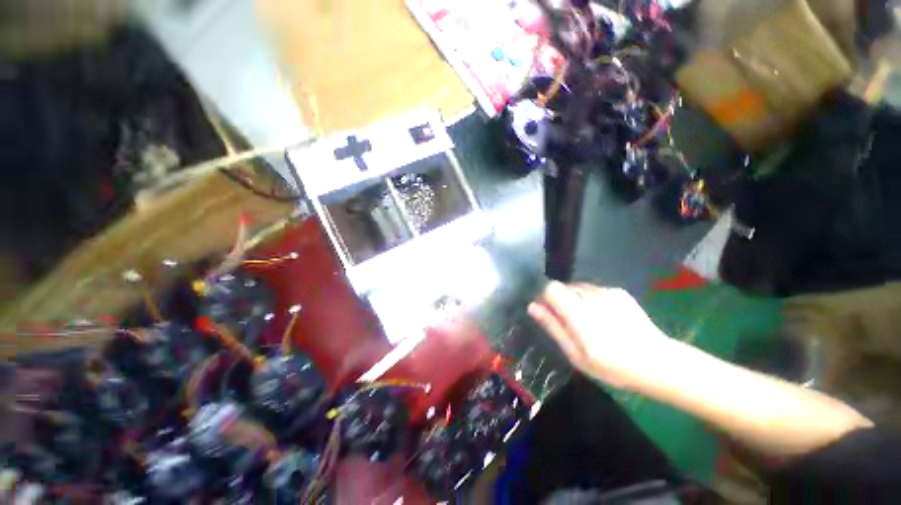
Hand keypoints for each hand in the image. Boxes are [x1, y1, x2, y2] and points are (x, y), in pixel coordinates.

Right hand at [528, 282, 669, 389]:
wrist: (658, 362)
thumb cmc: (613, 366)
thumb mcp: (576, 355)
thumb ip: (553, 327)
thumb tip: (532, 307)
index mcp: (579, 313)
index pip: (552, 288)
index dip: (546, 298)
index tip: (549, 314)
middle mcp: (592, 296)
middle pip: (563, 287)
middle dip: (560, 301)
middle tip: (571, 324)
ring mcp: (607, 292)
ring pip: (578, 287)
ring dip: (575, 300)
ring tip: (589, 322)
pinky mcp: (619, 292)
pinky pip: (594, 290)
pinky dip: (590, 299)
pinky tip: (604, 318)